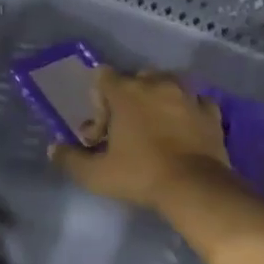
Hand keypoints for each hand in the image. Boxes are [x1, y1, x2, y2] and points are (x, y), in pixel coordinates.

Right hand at [49, 67, 230, 209]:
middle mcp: (156, 83)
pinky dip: (189, 110)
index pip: (103, 75)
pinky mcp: (210, 111)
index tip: (102, 129)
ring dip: (159, 99)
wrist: (195, 188)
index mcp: (126, 91)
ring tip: (157, 126)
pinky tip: (185, 129)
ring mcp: (187, 94)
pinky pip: (196, 101)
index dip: (98, 100)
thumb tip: (53, 149)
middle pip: (136, 78)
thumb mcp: (97, 174)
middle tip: (127, 129)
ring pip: (168, 84)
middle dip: (129, 98)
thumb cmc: (141, 174)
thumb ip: (71, 159)